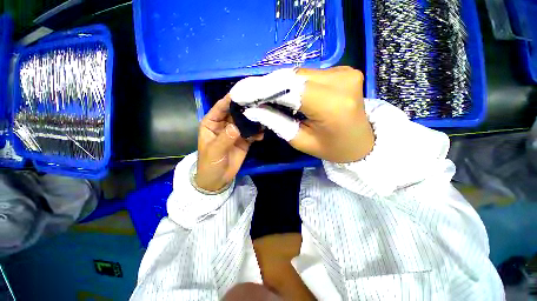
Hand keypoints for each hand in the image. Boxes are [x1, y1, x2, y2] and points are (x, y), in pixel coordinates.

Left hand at [196, 95, 261, 191]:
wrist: (218, 180)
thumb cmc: (209, 164)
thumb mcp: (214, 151)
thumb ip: (225, 138)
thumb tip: (237, 127)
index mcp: (212, 123)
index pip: (220, 107)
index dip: (230, 99)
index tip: (243, 91)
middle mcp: (224, 124)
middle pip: (235, 112)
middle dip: (246, 108)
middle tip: (259, 103)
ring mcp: (235, 132)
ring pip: (245, 122)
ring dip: (253, 120)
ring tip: (264, 117)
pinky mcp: (244, 140)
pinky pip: (251, 133)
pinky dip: (257, 133)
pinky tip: (261, 134)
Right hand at [236, 67, 373, 162]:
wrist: (361, 143)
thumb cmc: (332, 148)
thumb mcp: (301, 141)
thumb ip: (277, 123)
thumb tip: (253, 110)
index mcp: (332, 104)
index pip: (290, 88)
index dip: (263, 89)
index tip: (243, 93)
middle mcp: (341, 81)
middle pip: (294, 77)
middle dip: (269, 86)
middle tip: (251, 95)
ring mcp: (345, 72)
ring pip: (300, 74)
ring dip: (281, 84)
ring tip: (266, 96)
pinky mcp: (344, 71)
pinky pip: (310, 74)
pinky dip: (294, 83)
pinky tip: (286, 93)